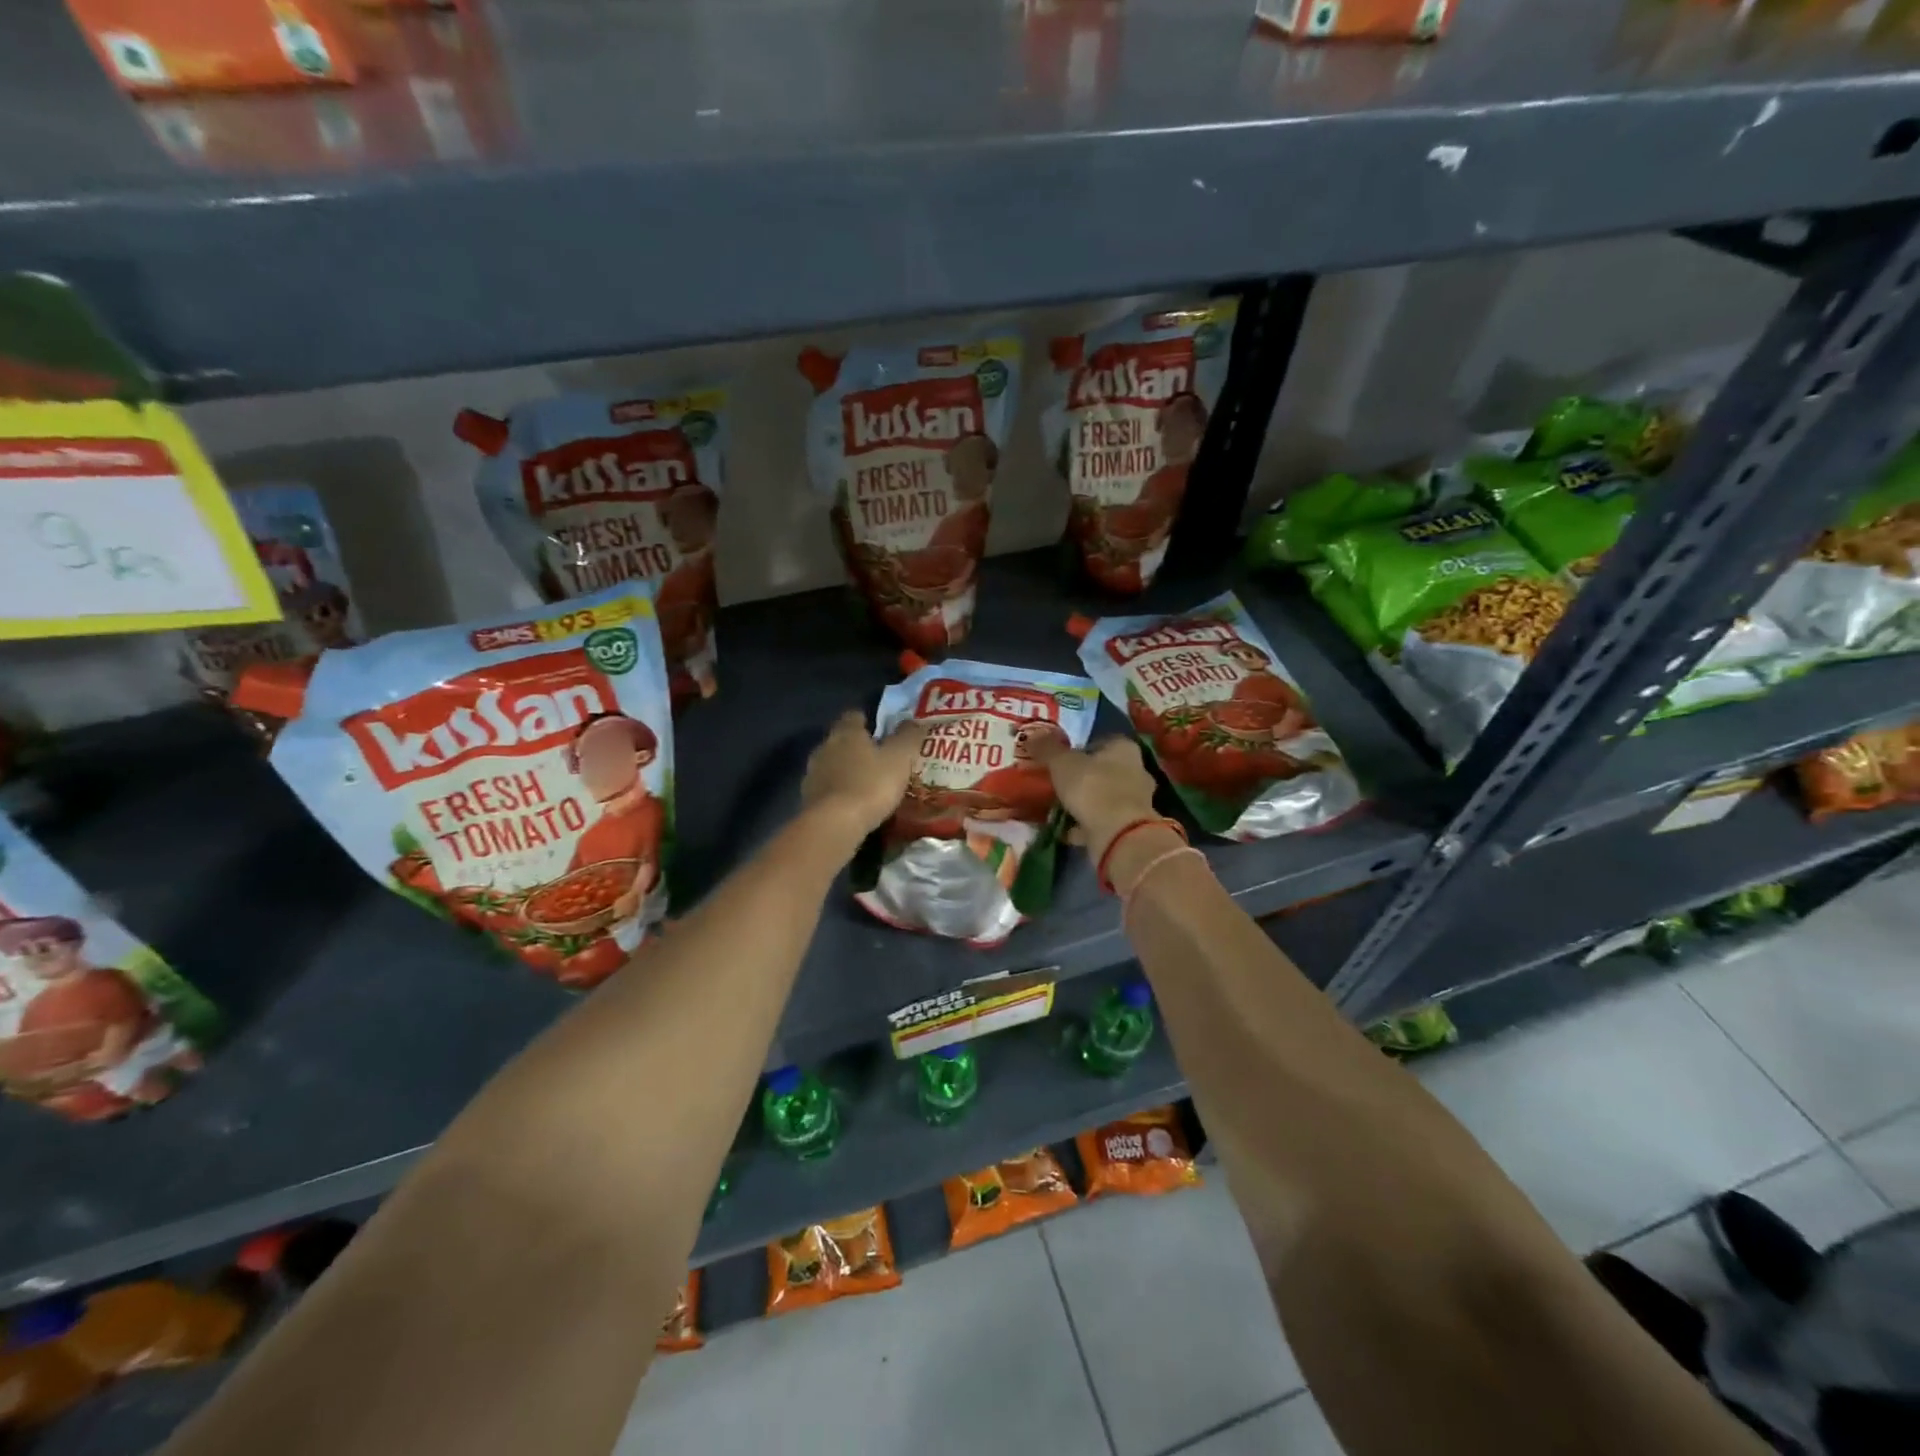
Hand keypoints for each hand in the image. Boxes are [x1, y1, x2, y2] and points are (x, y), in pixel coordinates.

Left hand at [800, 711, 927, 850]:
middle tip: (877, 758)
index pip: (853, 716)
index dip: (866, 720)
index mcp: (846, 732)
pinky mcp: (807, 798)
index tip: (879, 729)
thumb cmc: (870, 784)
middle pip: (840, 740)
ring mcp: (812, 773)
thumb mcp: (899, 758)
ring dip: (845, 770)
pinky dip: (838, 792)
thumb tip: (914, 720)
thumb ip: (907, 737)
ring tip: (865, 783)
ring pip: (831, 765)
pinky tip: (851, 804)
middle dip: (856, 747)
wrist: (834, 824)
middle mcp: (824, 747)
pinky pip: (826, 788)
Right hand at [1025, 735, 1162, 861]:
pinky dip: (1086, 825)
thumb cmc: (1093, 788)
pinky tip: (1066, 830)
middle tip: (1057, 782)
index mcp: (1124, 748)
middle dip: (1083, 776)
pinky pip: (1102, 820)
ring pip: (1104, 796)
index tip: (1060, 757)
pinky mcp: (1130, 826)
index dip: (1080, 747)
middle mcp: (1136, 771)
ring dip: (1084, 802)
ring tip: (1058, 807)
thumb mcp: (1062, 763)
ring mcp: (1136, 801)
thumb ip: (1047, 748)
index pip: (1101, 740)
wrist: (1118, 834)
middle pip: (1104, 769)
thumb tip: (1032, 734)